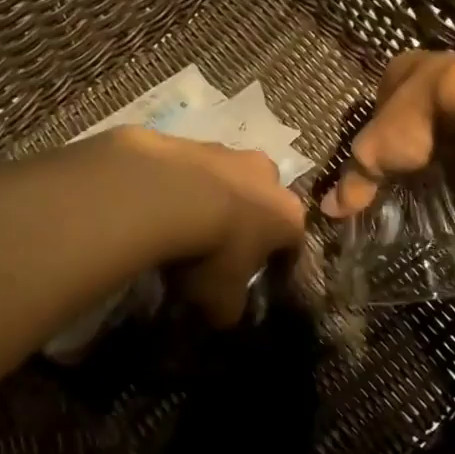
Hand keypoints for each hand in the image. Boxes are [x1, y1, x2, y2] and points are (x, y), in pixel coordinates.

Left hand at [105, 127, 305, 325]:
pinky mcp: (190, 139)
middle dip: (247, 219)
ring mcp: (227, 151)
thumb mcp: (220, 297)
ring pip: (227, 177)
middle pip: (263, 200)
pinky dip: (181, 183)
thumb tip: (224, 314)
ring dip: (212, 196)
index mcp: (286, 213)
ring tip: (185, 222)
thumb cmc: (210, 250)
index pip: (294, 241)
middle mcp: (265, 175)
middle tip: (222, 245)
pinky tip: (160, 203)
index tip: (260, 277)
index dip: (278, 261)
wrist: (165, 193)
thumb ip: (229, 308)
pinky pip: (190, 167)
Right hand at [319, 51, 454, 219]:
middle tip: (412, 178)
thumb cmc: (420, 118)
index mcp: (401, 68)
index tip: (381, 161)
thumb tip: (330, 211)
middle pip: (420, 113)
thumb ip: (355, 181)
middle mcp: (439, 68)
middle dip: (417, 145)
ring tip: (445, 189)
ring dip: (452, 155)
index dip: (379, 130)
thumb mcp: (374, 154)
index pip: (382, 98)